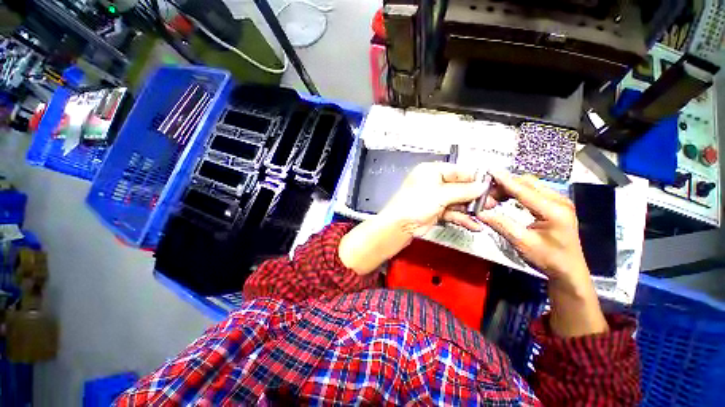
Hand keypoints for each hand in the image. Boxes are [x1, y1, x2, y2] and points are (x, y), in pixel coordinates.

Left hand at [378, 162, 493, 236]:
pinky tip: (474, 224)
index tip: (489, 183)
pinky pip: (452, 212)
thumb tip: (481, 186)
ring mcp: (434, 198)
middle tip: (491, 200)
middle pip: (459, 187)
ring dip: (470, 208)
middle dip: (474, 195)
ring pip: (457, 201)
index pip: (457, 171)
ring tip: (486, 213)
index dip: (474, 177)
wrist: (400, 225)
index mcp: (431, 172)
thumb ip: (463, 190)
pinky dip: (462, 218)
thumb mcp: (441, 194)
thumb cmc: (413, 204)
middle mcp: (433, 183)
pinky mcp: (435, 211)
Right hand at [476, 171, 587, 286]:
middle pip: (528, 183)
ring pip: (530, 185)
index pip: (524, 190)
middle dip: (505, 184)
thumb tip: (480, 213)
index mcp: (554, 211)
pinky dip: (517, 192)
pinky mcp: (556, 204)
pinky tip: (507, 197)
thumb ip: (501, 225)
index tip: (489, 171)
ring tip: (493, 196)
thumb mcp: (522, 243)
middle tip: (486, 193)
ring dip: (510, 188)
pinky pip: (533, 191)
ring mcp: (559, 201)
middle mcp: (559, 201)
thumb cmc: (548, 259)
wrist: (569, 270)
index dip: (505, 180)